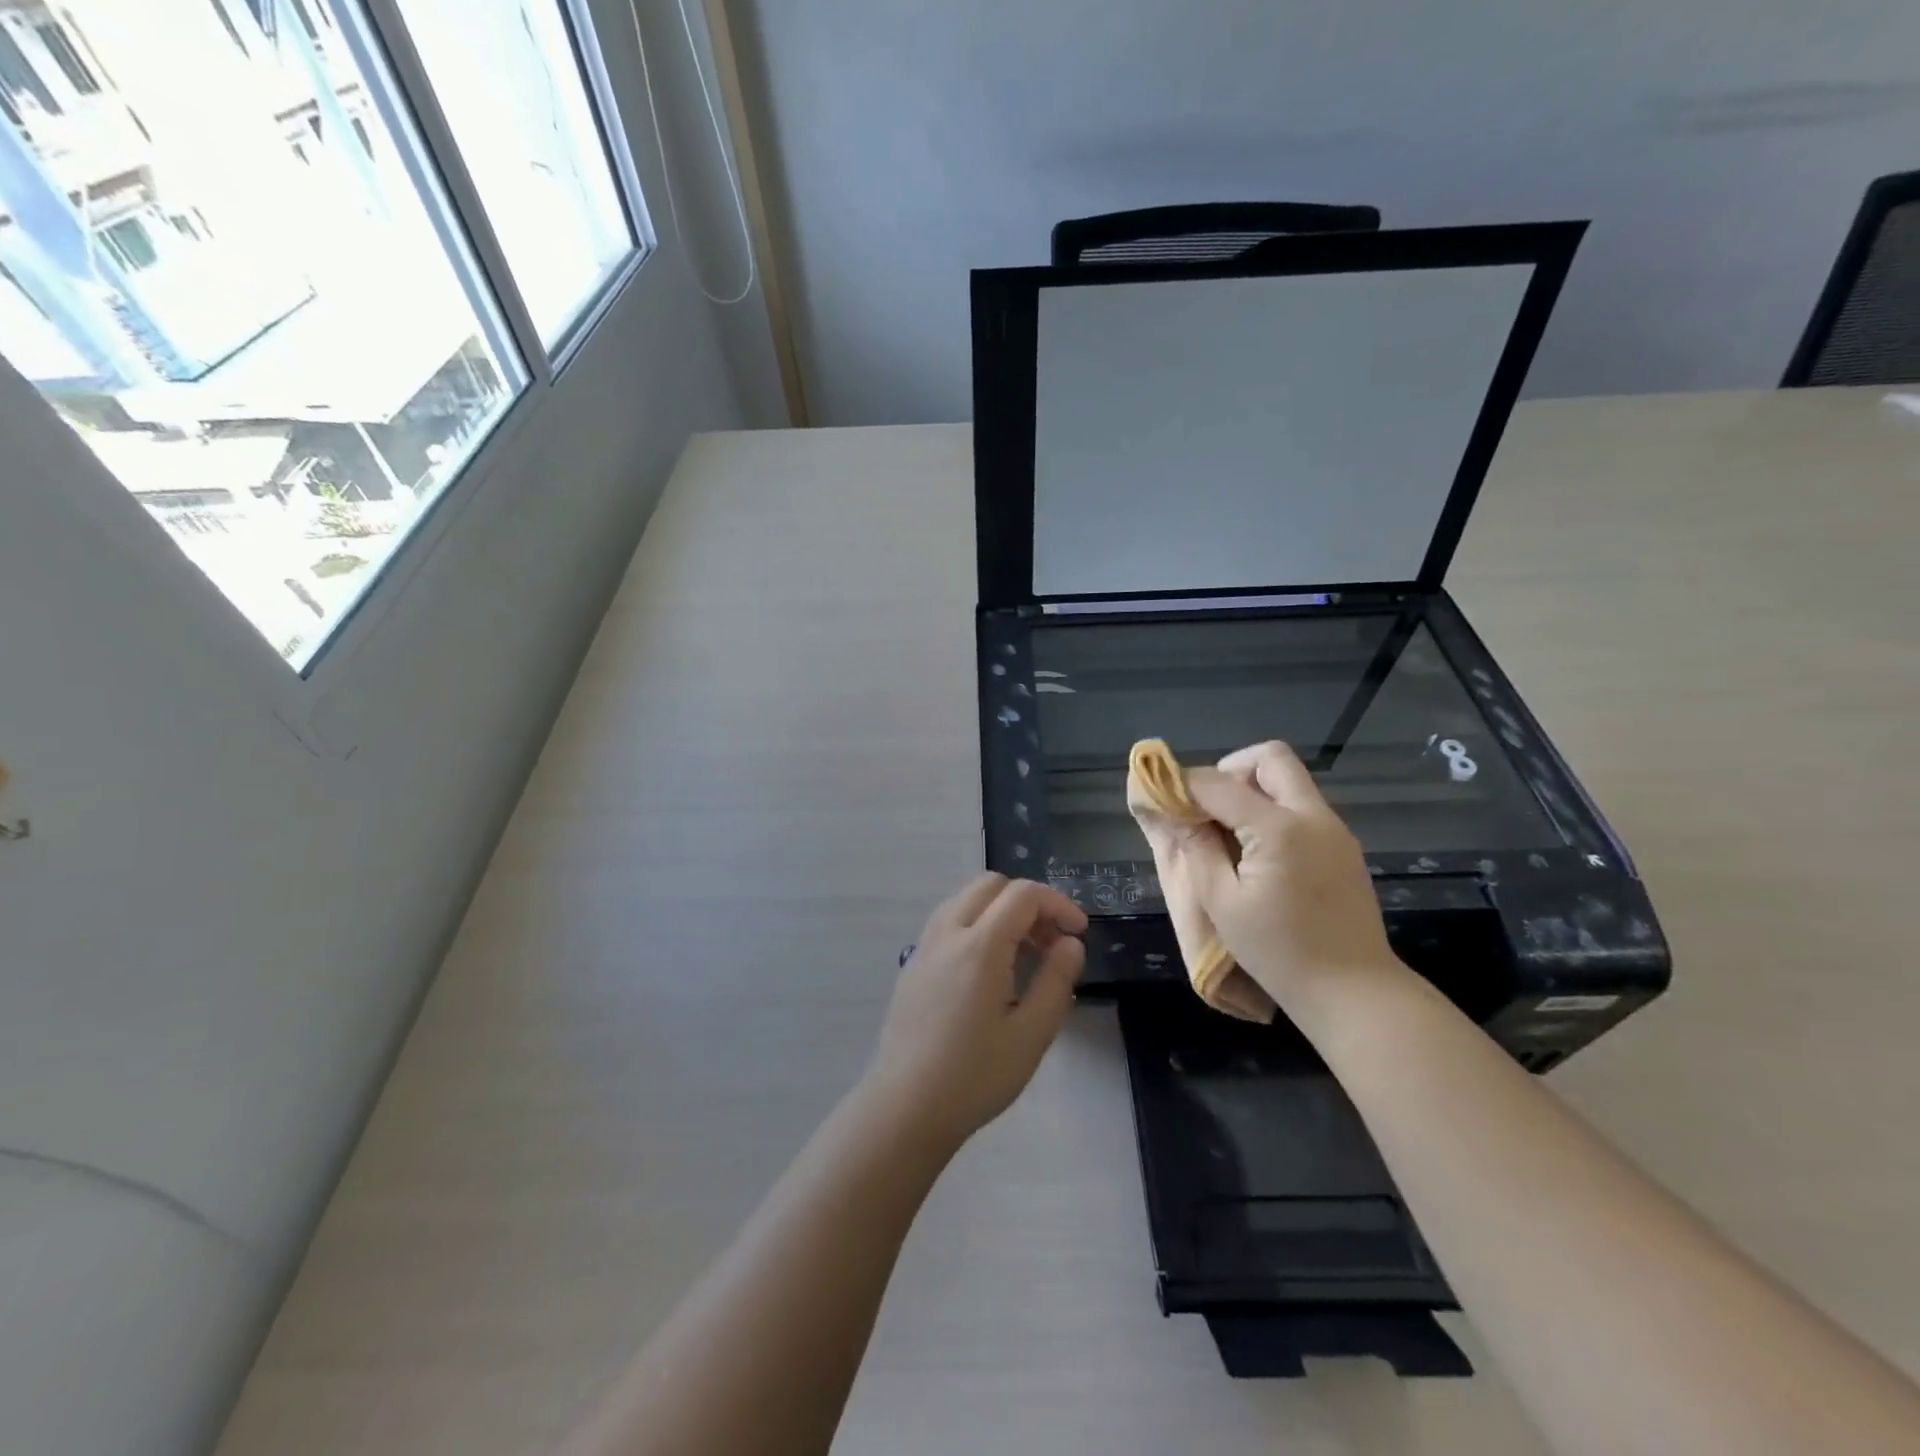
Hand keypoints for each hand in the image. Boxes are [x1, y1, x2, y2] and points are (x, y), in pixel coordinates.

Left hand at [865, 874, 1087, 1149]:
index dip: (1059, 904)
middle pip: (991, 884)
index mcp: (979, 945)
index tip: (1079, 934)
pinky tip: (989, 970)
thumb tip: (1070, 943)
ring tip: (1023, 955)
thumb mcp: (1032, 1034)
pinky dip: (977, 924)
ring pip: (966, 899)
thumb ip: (1056, 980)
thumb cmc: (975, 1075)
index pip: (1024, 894)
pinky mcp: (913, 963)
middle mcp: (948, 932)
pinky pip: (949, 921)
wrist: (906, 1106)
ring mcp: (925, 945)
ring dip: (1001, 910)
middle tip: (1050, 941)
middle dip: (1029, 901)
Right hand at [1163, 741, 1405, 1013]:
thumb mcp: (1222, 903)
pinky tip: (1258, 851)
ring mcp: (1334, 828)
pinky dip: (1274, 810)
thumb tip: (1177, 813)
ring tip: (1229, 832)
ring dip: (1253, 789)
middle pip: (1270, 757)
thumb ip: (1198, 849)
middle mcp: (1312, 815)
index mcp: (1279, 829)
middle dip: (1230, 770)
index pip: (1220, 783)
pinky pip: (1302, 805)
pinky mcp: (1343, 845)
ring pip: (1289, 779)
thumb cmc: (1279, 952)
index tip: (1164, 798)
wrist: (1354, 991)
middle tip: (1208, 807)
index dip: (1185, 784)